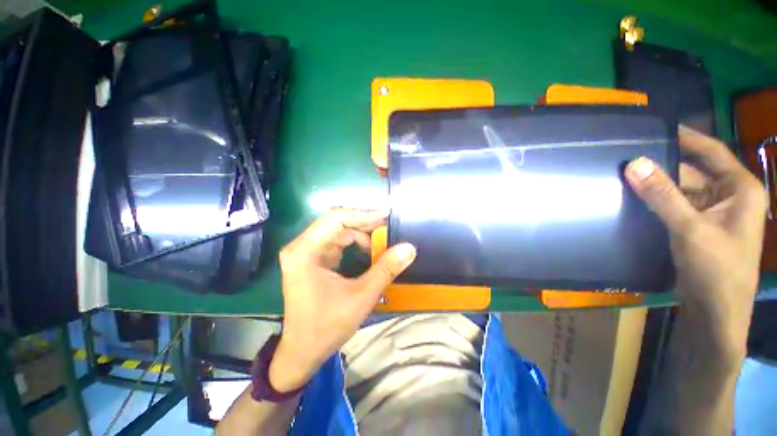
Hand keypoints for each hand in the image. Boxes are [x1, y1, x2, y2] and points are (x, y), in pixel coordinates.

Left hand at [268, 208, 415, 391]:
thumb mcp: (361, 297)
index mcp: (305, 251)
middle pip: (336, 222)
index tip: (387, 215)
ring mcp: (306, 252)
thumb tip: (409, 248)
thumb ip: (386, 269)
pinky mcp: (312, 259)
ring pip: (338, 230)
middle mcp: (302, 246)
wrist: (303, 351)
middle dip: (364, 223)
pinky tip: (369, 248)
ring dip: (361, 233)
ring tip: (383, 238)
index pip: (336, 218)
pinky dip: (355, 242)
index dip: (363, 214)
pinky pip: (336, 241)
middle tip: (389, 225)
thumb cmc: (326, 326)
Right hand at [624, 126, 766, 359]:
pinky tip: (636, 201)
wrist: (717, 313)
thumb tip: (633, 163)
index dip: (685, 137)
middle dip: (662, 168)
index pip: (711, 151)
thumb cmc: (716, 270)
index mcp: (739, 188)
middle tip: (626, 161)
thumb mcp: (689, 229)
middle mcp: (729, 196)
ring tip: (625, 179)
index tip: (655, 127)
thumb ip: (662, 195)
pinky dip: (658, 203)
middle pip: (692, 172)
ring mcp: (714, 213)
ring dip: (657, 188)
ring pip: (681, 191)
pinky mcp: (700, 227)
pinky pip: (677, 206)